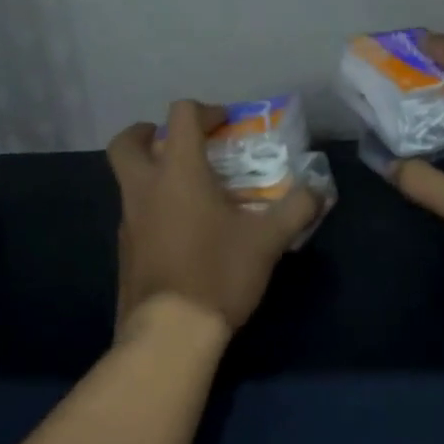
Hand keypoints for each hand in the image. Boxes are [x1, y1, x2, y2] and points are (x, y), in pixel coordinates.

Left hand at [108, 100, 321, 332]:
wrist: (170, 333)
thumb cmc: (219, 273)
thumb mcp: (269, 240)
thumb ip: (297, 208)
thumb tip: (318, 190)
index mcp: (179, 173)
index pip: (181, 115)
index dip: (205, 111)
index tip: (226, 124)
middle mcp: (145, 189)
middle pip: (127, 142)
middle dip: (148, 132)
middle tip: (176, 141)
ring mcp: (128, 221)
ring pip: (127, 180)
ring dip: (152, 173)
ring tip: (190, 191)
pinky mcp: (124, 251)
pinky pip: (134, 213)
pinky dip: (153, 207)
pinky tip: (183, 231)